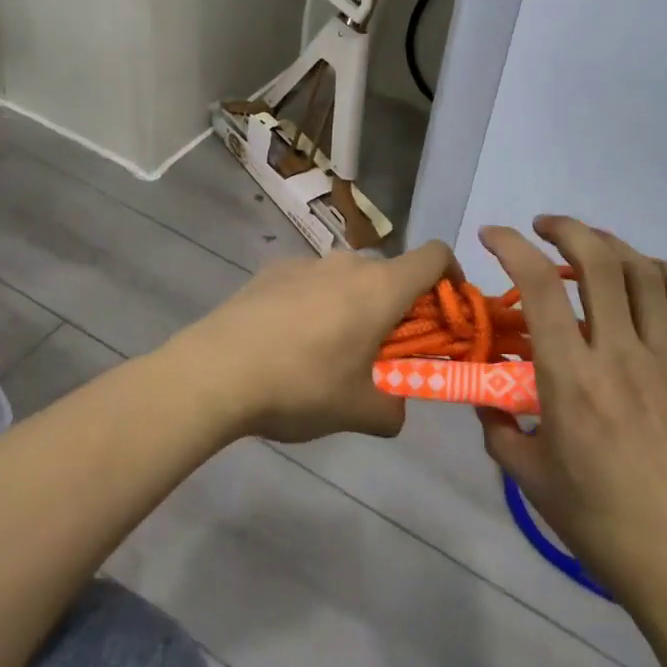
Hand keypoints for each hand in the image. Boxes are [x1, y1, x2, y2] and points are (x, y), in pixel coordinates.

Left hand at [167, 241, 452, 442]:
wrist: (216, 371)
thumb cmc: (302, 385)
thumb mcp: (359, 411)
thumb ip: (394, 408)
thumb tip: (395, 406)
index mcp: (381, 287)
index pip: (435, 255)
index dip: (451, 277)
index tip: (446, 312)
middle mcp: (348, 263)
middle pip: (391, 273)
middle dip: (399, 308)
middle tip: (385, 352)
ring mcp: (306, 262)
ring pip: (349, 278)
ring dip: (355, 306)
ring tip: (331, 353)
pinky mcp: (272, 270)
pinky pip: (311, 282)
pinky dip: (317, 304)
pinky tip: (289, 342)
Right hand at [477, 217, 666, 612]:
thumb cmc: (601, 524)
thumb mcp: (530, 479)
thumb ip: (499, 429)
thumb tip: (484, 398)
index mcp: (572, 378)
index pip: (540, 287)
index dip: (513, 247)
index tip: (493, 235)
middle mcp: (620, 355)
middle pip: (599, 263)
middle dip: (566, 230)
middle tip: (542, 227)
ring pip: (644, 275)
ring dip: (612, 245)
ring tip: (588, 244)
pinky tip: (650, 273)